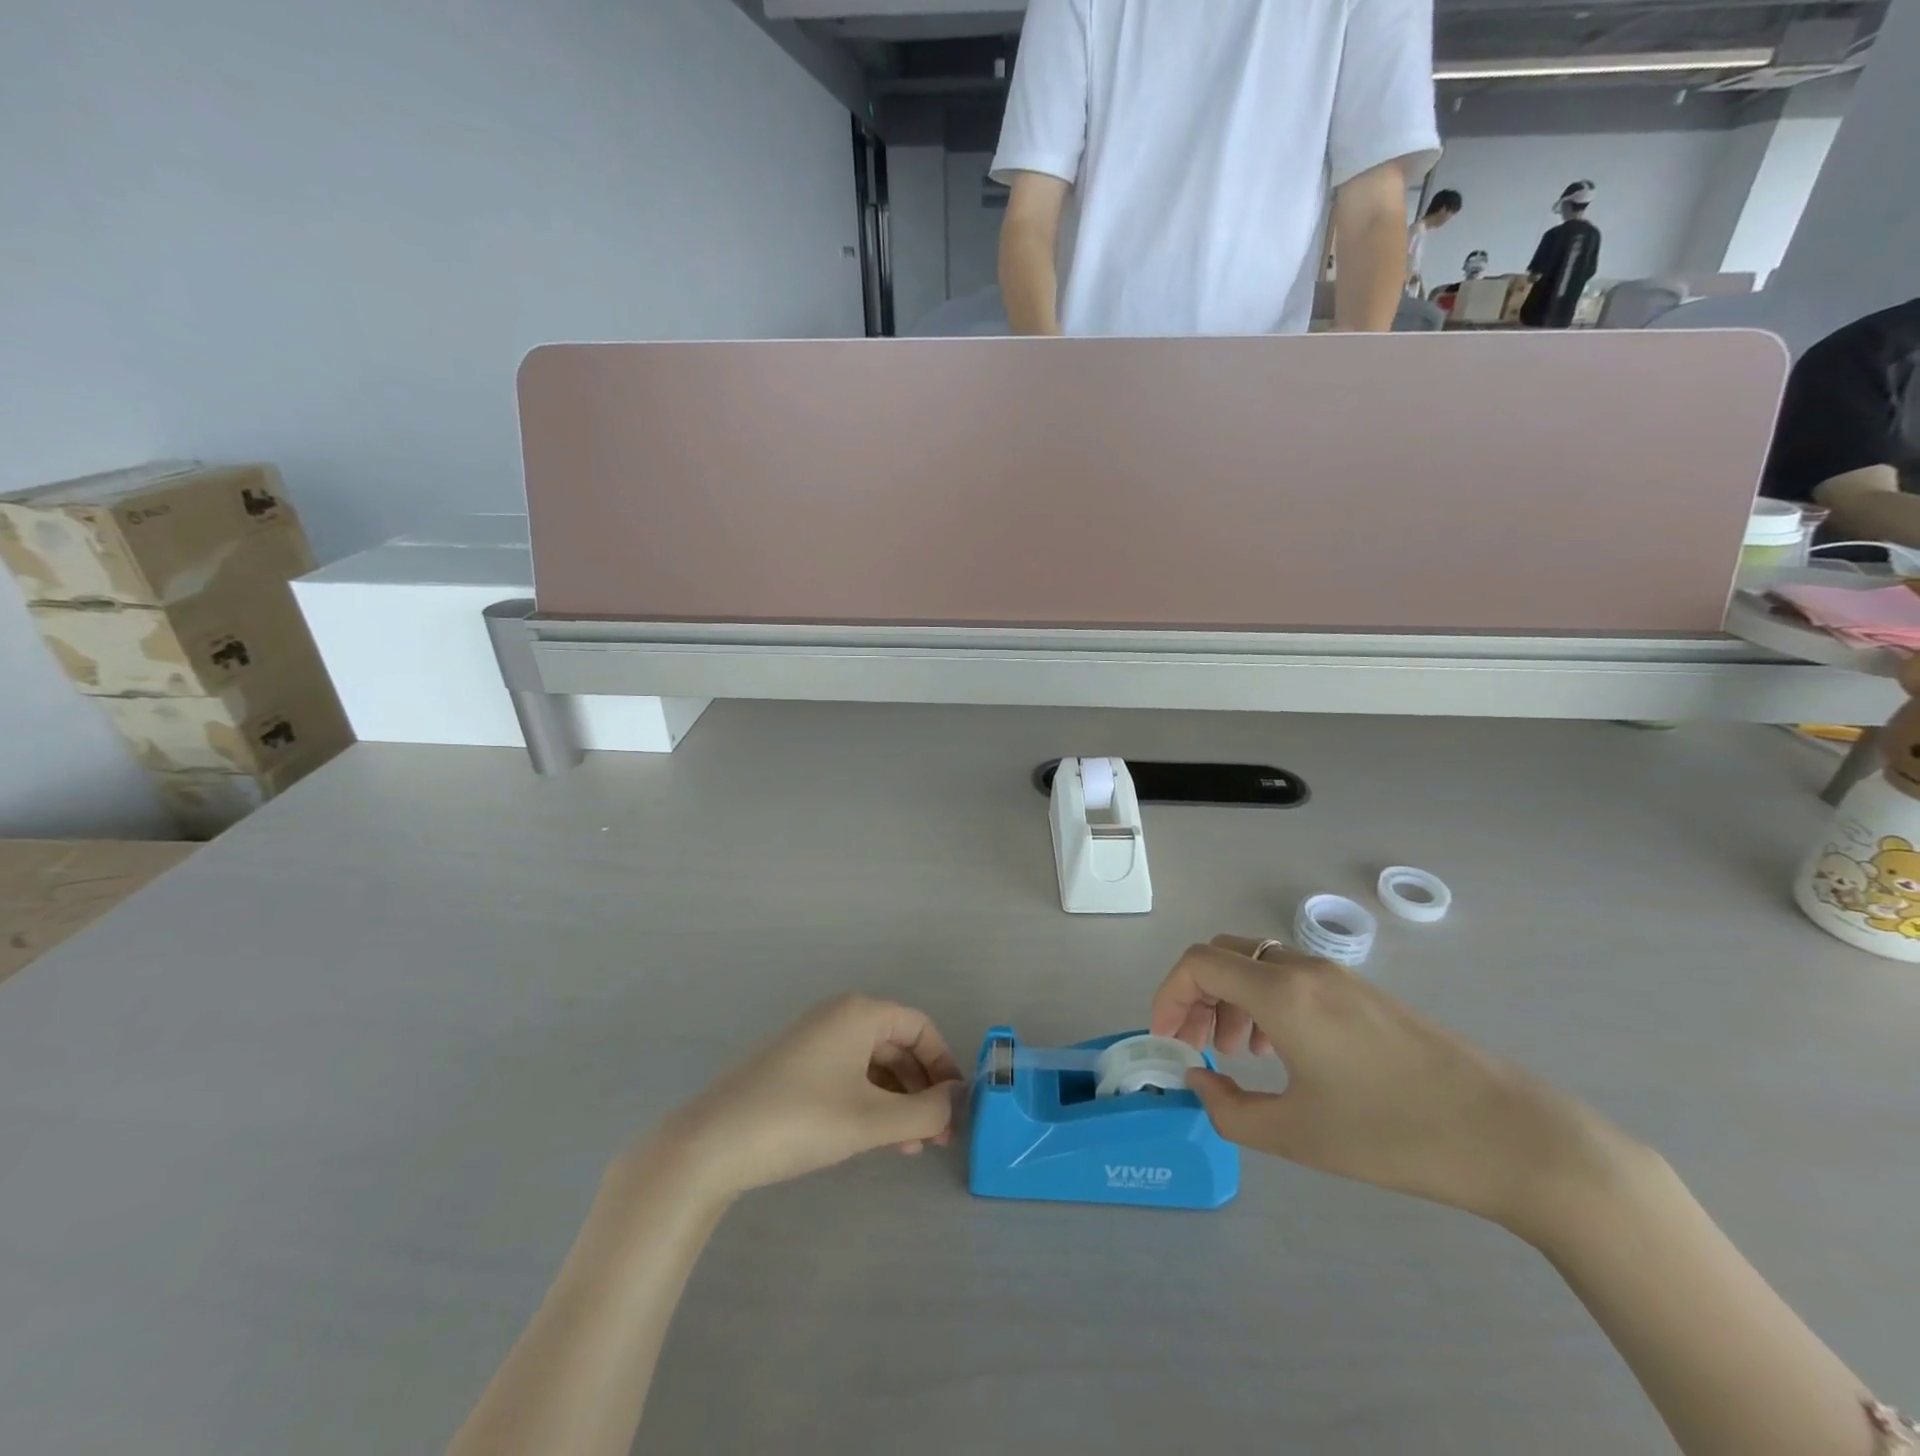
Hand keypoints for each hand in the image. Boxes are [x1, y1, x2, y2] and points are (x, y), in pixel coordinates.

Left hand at [662, 995, 963, 1202]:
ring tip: (910, 1148)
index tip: (956, 1106)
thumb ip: (924, 1111)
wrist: (712, 1144)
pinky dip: (870, 1104)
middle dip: (922, 1090)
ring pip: (874, 1066)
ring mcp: (815, 1042)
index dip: (944, 1064)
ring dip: (898, 1103)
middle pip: (898, 1046)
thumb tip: (955, 1101)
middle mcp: (839, 1017)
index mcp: (859, 1013)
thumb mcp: (871, 1120)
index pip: (920, 1027)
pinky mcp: (797, 1069)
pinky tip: (877, 1140)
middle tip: (937, 1137)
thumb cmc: (800, 1120)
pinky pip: (849, 1077)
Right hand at [1151, 937, 1631, 1235]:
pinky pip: (1291, 979)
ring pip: (1258, 964)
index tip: (1166, 1040)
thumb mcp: (1297, 1135)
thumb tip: (1199, 1080)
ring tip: (1235, 1053)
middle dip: (1196, 995)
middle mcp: (1304, 969)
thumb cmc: (1393, 1134)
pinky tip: (1281, 1052)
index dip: (1168, 995)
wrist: (1510, 1136)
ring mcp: (1338, 977)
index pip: (1198, 963)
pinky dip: (1265, 1002)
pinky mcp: (1364, 994)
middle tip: (1194, 1046)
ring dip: (1230, 999)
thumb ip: (1229, 1109)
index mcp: (1280, 992)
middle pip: (1224, 955)